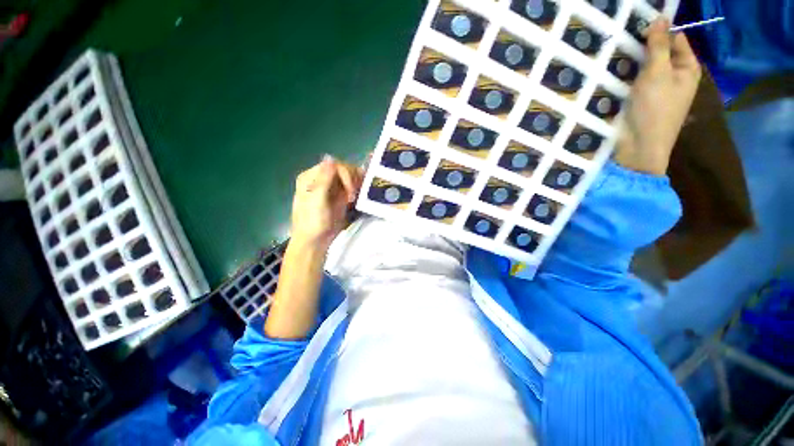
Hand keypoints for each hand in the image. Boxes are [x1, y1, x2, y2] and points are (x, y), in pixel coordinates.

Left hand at [290, 155, 362, 250]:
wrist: (315, 241)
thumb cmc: (312, 222)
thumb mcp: (316, 200)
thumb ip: (323, 179)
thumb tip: (331, 158)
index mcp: (311, 177)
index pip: (333, 165)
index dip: (346, 174)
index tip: (351, 190)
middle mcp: (321, 179)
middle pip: (342, 169)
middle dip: (352, 178)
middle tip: (356, 193)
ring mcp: (331, 188)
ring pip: (348, 177)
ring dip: (356, 182)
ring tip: (359, 193)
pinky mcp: (339, 197)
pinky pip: (350, 187)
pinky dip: (357, 188)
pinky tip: (360, 194)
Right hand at [615, 17, 701, 175]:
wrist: (640, 146)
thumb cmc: (655, 109)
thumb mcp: (658, 72)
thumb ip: (659, 45)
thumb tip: (661, 17)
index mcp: (688, 68)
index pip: (677, 40)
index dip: (660, 31)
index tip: (639, 29)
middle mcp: (676, 77)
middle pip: (661, 53)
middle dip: (644, 48)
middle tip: (625, 43)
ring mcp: (659, 90)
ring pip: (647, 68)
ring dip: (634, 63)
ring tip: (618, 57)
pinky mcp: (643, 101)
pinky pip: (637, 82)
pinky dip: (629, 76)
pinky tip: (616, 74)